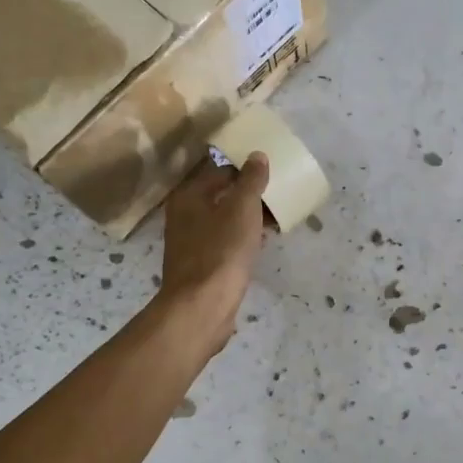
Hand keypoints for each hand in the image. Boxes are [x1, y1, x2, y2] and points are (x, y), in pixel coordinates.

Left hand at [155, 154, 270, 351]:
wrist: (203, 306)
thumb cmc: (221, 251)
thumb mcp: (242, 208)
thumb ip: (250, 180)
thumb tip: (257, 155)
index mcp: (189, 195)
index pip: (219, 169)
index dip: (244, 166)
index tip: (270, 167)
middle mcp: (184, 214)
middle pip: (221, 194)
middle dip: (249, 192)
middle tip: (278, 190)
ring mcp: (192, 241)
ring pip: (225, 219)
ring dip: (248, 216)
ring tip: (277, 214)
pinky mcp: (203, 264)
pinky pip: (226, 241)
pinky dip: (244, 236)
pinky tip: (263, 240)